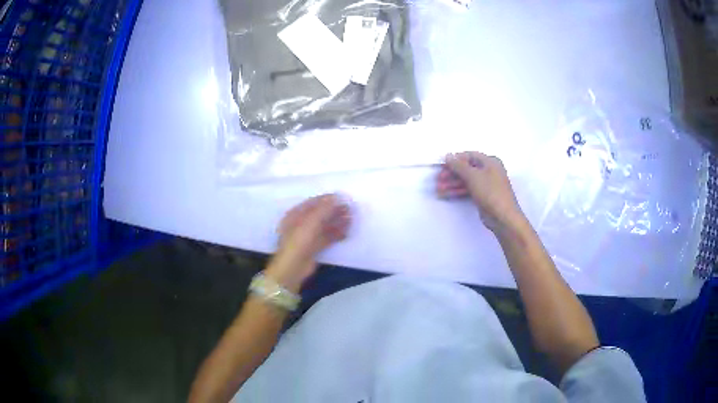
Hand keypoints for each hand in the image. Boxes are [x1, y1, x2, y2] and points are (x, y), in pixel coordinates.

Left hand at [266, 194, 351, 292]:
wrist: (294, 267)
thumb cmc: (299, 240)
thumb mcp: (311, 221)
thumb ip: (325, 208)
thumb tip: (337, 197)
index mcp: (295, 214)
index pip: (313, 202)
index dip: (328, 199)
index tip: (343, 198)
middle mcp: (300, 223)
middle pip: (319, 214)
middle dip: (334, 211)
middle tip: (350, 209)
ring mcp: (307, 236)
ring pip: (324, 226)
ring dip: (337, 222)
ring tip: (351, 219)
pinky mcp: (314, 247)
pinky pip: (326, 237)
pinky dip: (336, 234)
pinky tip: (347, 232)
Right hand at [437, 152, 524, 231]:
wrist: (503, 217)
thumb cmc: (490, 192)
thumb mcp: (473, 176)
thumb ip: (458, 165)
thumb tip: (448, 155)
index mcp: (490, 161)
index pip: (468, 156)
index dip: (455, 160)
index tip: (442, 166)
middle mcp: (489, 170)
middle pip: (466, 168)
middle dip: (451, 174)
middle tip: (438, 180)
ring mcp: (486, 184)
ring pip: (466, 180)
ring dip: (452, 184)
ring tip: (438, 190)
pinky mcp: (483, 195)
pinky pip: (468, 189)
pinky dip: (457, 191)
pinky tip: (446, 194)